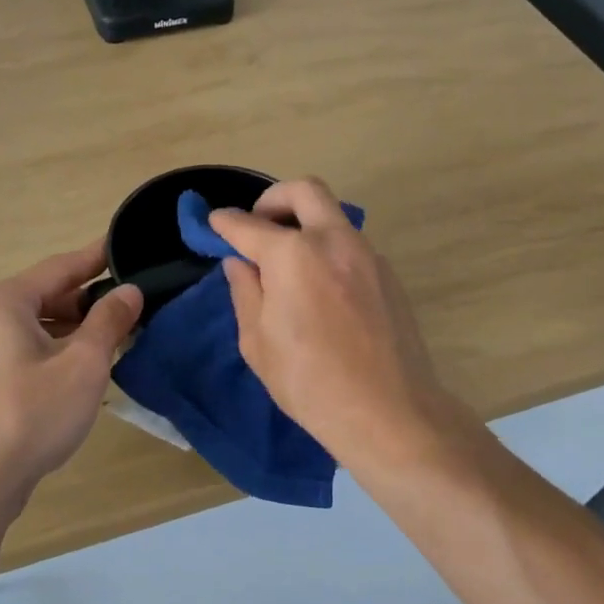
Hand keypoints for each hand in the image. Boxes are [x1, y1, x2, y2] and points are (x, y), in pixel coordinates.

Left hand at [0, 239, 141, 516]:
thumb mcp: (83, 364)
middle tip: (129, 303)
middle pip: (44, 296)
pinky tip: (78, 367)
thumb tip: (129, 291)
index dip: (96, 258)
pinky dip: (50, 350)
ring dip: (71, 329)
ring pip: (32, 326)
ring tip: (112, 336)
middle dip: (87, 300)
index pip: (59, 267)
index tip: (124, 247)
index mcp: (3, 302)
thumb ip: (108, 321)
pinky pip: (19, 350)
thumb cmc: (32, 415)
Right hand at [211, 178, 450, 472]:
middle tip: (257, 226)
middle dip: (273, 199)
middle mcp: (333, 241)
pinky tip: (319, 289)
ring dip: (304, 224)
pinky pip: (350, 245)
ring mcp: (367, 255)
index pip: (248, 226)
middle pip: (303, 191)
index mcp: (293, 255)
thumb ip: (245, 292)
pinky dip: (327, 250)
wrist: (389, 413)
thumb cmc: (310, 383)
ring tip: (286, 264)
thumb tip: (240, 263)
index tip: (213, 223)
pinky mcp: (388, 275)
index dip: (225, 223)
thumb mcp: (258, 342)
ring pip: (332, 216)